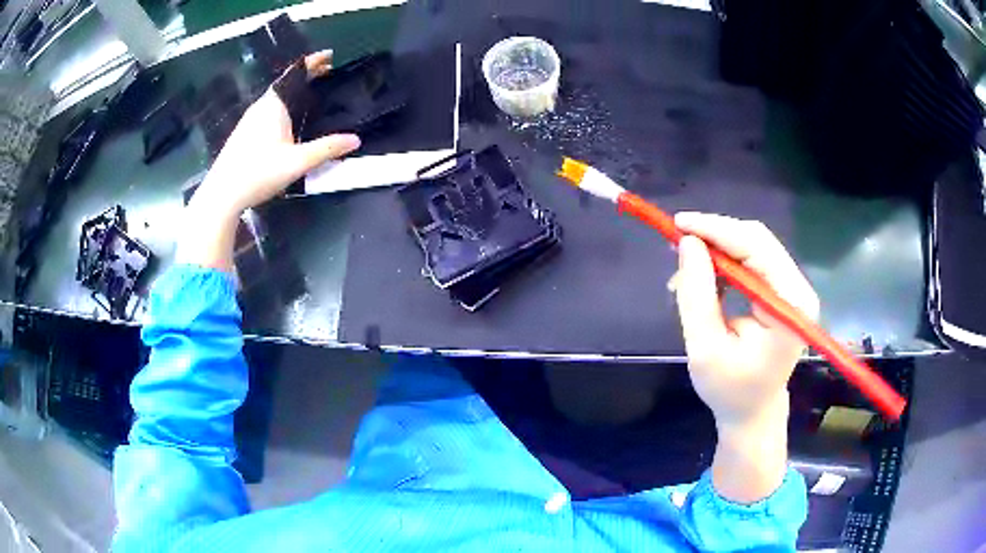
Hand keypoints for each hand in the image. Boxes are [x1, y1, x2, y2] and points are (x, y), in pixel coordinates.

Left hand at [190, 50, 360, 217]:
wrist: (222, 194)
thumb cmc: (258, 173)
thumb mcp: (296, 162)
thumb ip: (326, 149)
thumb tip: (355, 140)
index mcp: (274, 105)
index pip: (295, 73)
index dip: (313, 62)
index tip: (330, 56)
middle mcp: (261, 106)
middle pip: (287, 83)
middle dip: (308, 76)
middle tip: (328, 74)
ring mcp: (250, 119)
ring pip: (277, 97)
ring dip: (296, 91)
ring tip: (313, 94)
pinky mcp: (245, 132)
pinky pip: (269, 109)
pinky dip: (285, 104)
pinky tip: (290, 119)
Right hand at [672, 212, 818, 502]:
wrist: (753, 411)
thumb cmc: (730, 389)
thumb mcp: (705, 347)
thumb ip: (696, 294)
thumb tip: (687, 244)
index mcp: (789, 306)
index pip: (756, 248)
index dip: (716, 230)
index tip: (678, 224)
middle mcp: (798, 290)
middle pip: (757, 241)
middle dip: (716, 235)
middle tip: (678, 240)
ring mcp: (794, 289)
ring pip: (754, 246)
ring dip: (719, 248)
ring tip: (687, 266)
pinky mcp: (784, 292)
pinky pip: (754, 260)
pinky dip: (727, 261)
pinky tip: (706, 275)